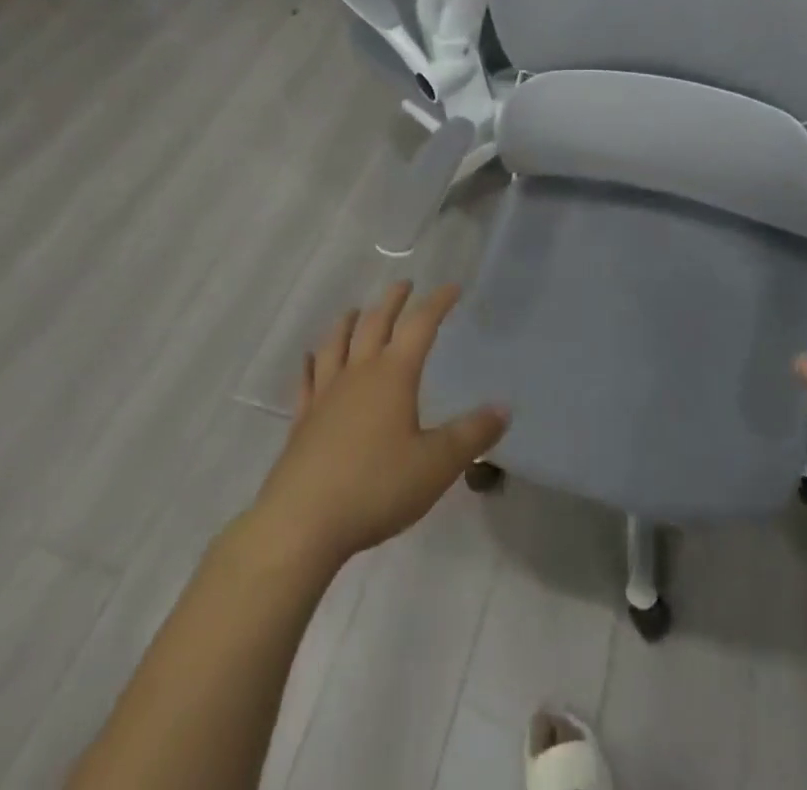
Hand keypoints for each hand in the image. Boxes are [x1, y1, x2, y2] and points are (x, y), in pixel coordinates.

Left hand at [253, 281, 508, 568]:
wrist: (302, 522)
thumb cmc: (376, 487)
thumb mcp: (436, 465)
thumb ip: (471, 435)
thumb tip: (504, 408)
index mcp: (394, 375)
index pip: (420, 326)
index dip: (437, 303)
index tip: (451, 287)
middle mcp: (358, 374)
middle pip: (375, 324)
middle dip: (392, 301)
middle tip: (404, 284)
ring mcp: (325, 395)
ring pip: (336, 344)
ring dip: (349, 322)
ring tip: (356, 311)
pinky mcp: (302, 421)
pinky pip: (308, 380)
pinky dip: (312, 363)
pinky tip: (310, 359)